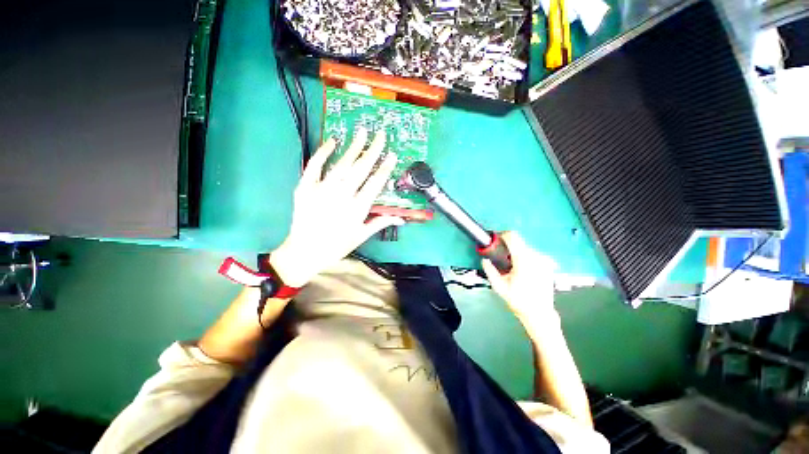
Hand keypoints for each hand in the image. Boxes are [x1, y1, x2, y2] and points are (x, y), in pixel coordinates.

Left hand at [269, 128, 402, 287]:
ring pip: (341, 164)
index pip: (375, 183)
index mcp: (357, 208)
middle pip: (360, 169)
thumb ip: (381, 222)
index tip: (392, 155)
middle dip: (372, 150)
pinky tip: (332, 141)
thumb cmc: (337, 246)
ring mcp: (322, 189)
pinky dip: (323, 152)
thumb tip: (401, 218)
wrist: (305, 251)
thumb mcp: (361, 236)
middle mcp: (342, 195)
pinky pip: (315, 166)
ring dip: (353, 147)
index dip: (384, 168)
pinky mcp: (305, 187)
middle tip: (380, 135)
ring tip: (362, 132)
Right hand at [481, 232, 558, 328]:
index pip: (513, 237)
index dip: (502, 235)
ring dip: (516, 254)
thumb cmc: (518, 300)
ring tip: (512, 269)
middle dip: (508, 249)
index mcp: (523, 260)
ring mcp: (544, 261)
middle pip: (519, 243)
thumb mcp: (499, 286)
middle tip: (501, 261)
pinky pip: (533, 256)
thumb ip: (490, 270)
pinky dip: (525, 259)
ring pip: (526, 249)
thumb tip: (484, 259)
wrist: (540, 314)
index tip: (496, 241)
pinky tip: (523, 273)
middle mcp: (536, 257)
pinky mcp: (548, 265)